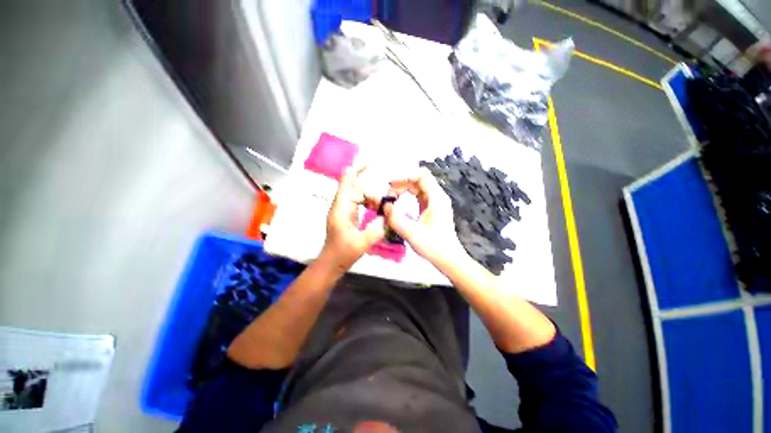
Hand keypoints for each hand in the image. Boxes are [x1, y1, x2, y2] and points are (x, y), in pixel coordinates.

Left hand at [322, 166, 386, 270]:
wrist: (332, 262)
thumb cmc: (343, 253)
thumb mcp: (362, 243)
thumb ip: (377, 229)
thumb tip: (388, 215)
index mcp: (341, 208)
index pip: (348, 182)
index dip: (358, 169)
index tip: (370, 160)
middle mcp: (341, 205)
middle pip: (356, 187)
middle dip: (371, 190)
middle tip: (384, 201)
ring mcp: (344, 209)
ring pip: (359, 194)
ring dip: (371, 198)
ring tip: (382, 208)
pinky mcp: (347, 214)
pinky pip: (360, 201)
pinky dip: (370, 203)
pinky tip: (378, 209)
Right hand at [382, 167, 466, 265]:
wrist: (449, 259)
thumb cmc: (434, 247)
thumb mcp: (412, 233)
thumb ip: (396, 219)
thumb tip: (385, 205)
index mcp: (436, 198)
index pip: (421, 174)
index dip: (405, 176)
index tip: (391, 186)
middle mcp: (437, 196)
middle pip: (417, 179)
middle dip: (401, 184)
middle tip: (388, 196)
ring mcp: (435, 202)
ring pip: (417, 187)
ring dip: (403, 189)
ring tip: (391, 199)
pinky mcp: (431, 209)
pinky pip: (418, 195)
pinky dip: (407, 196)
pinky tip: (398, 204)